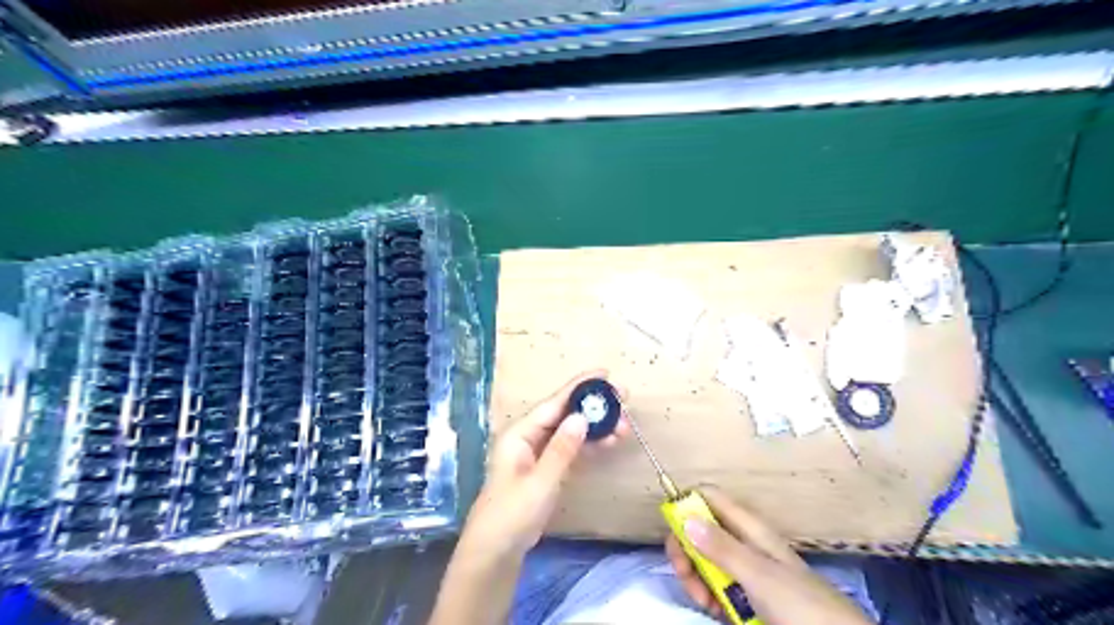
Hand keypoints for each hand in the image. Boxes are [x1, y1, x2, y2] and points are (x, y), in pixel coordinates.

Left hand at [454, 371, 624, 561]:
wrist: (496, 551)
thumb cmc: (511, 515)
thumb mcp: (539, 483)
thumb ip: (561, 450)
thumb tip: (581, 417)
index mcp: (520, 433)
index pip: (553, 403)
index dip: (578, 387)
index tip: (604, 373)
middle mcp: (529, 437)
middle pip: (565, 413)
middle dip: (594, 406)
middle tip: (624, 399)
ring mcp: (539, 452)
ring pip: (572, 430)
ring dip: (597, 427)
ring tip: (624, 425)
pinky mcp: (548, 467)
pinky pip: (572, 448)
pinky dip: (590, 444)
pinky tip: (610, 441)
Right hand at [663, 489, 874, 624]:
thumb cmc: (800, 603)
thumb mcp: (759, 575)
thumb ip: (721, 546)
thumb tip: (684, 516)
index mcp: (749, 528)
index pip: (710, 498)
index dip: (688, 504)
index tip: (672, 526)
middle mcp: (743, 543)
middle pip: (701, 530)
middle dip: (686, 548)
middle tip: (684, 572)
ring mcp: (744, 570)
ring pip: (704, 560)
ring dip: (695, 577)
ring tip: (703, 601)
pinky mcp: (745, 596)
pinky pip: (715, 586)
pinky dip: (707, 595)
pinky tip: (712, 609)